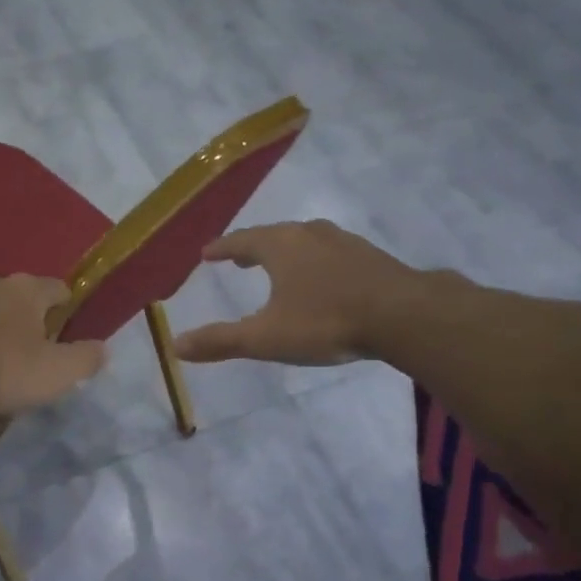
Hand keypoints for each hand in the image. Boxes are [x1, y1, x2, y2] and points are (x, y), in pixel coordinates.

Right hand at [172, 221, 440, 365]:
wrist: (403, 315)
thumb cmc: (326, 321)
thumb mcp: (267, 337)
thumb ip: (221, 341)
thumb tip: (176, 345)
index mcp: (280, 246)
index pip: (240, 241)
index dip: (222, 248)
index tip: (207, 253)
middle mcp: (309, 234)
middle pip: (273, 236)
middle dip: (254, 247)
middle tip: (241, 258)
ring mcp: (343, 242)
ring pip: (305, 241)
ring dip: (287, 252)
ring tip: (280, 266)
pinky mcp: (370, 256)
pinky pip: (332, 253)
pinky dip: (317, 261)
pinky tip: (325, 279)